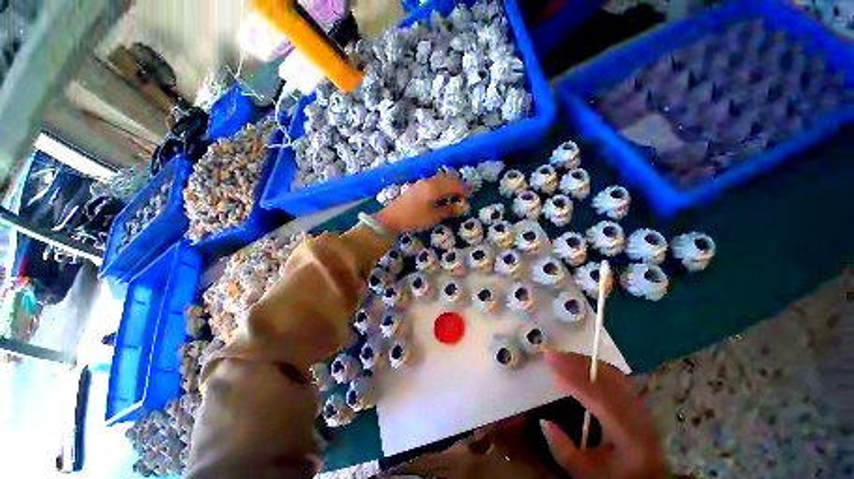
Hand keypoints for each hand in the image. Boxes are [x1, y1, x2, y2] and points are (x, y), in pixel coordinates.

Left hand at [376, 175, 465, 235]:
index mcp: (434, 187)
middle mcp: (428, 181)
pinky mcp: (416, 186)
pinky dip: (442, 185)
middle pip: (447, 178)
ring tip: (456, 192)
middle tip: (466, 191)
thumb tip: (463, 207)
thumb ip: (449, 210)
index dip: (464, 189)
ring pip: (440, 179)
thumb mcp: (433, 217)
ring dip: (449, 183)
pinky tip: (442, 193)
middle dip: (458, 184)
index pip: (454, 185)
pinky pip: (433, 181)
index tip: (472, 193)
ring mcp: (421, 182)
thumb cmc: (414, 219)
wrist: (391, 219)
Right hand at [540, 352, 666, 478]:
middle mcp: (641, 419)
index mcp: (630, 439)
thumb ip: (563, 450)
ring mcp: (643, 409)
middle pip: (611, 381)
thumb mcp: (584, 472)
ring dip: (586, 363)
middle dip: (579, 364)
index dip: (575, 381)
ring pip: (615, 376)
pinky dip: (595, 368)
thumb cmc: (612, 477)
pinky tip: (580, 366)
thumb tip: (543, 421)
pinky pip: (616, 378)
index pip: (602, 402)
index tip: (551, 365)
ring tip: (562, 357)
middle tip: (552, 355)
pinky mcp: (638, 404)